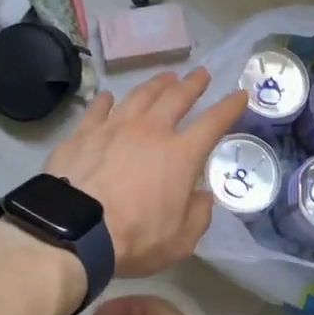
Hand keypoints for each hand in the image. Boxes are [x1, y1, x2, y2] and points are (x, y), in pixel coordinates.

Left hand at [43, 68, 246, 278]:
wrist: (73, 231)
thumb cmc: (133, 239)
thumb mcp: (180, 241)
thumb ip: (198, 216)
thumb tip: (202, 196)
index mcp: (180, 155)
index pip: (213, 123)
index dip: (229, 107)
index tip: (240, 94)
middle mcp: (150, 131)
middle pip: (176, 97)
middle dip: (192, 84)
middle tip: (201, 74)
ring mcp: (115, 127)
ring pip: (140, 95)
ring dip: (156, 84)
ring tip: (165, 78)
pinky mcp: (84, 133)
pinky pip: (98, 108)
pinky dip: (107, 100)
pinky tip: (109, 96)